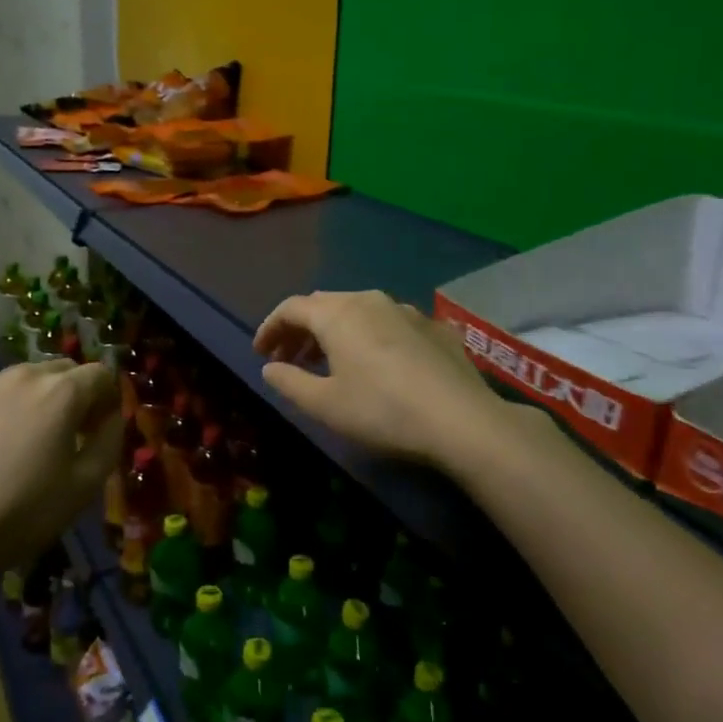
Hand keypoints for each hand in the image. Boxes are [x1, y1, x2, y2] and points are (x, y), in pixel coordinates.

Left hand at [0, 360, 122, 585]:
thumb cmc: (23, 513)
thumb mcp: (85, 486)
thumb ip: (109, 440)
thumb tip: (110, 416)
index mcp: (61, 392)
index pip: (100, 374)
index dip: (108, 399)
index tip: (99, 430)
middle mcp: (23, 375)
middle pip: (62, 370)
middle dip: (73, 394)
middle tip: (66, 435)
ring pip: (23, 379)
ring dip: (35, 399)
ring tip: (23, 442)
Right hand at [253, 290, 512, 468]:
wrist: (462, 421)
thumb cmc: (381, 411)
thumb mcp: (324, 405)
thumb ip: (289, 382)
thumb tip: (270, 368)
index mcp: (337, 314)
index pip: (291, 308)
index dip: (270, 327)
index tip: (260, 352)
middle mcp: (369, 300)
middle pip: (324, 305)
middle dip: (300, 329)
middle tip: (288, 357)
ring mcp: (406, 310)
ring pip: (357, 311)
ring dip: (334, 332)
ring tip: (327, 362)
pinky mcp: (434, 328)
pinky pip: (388, 323)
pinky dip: (368, 337)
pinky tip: (375, 365)